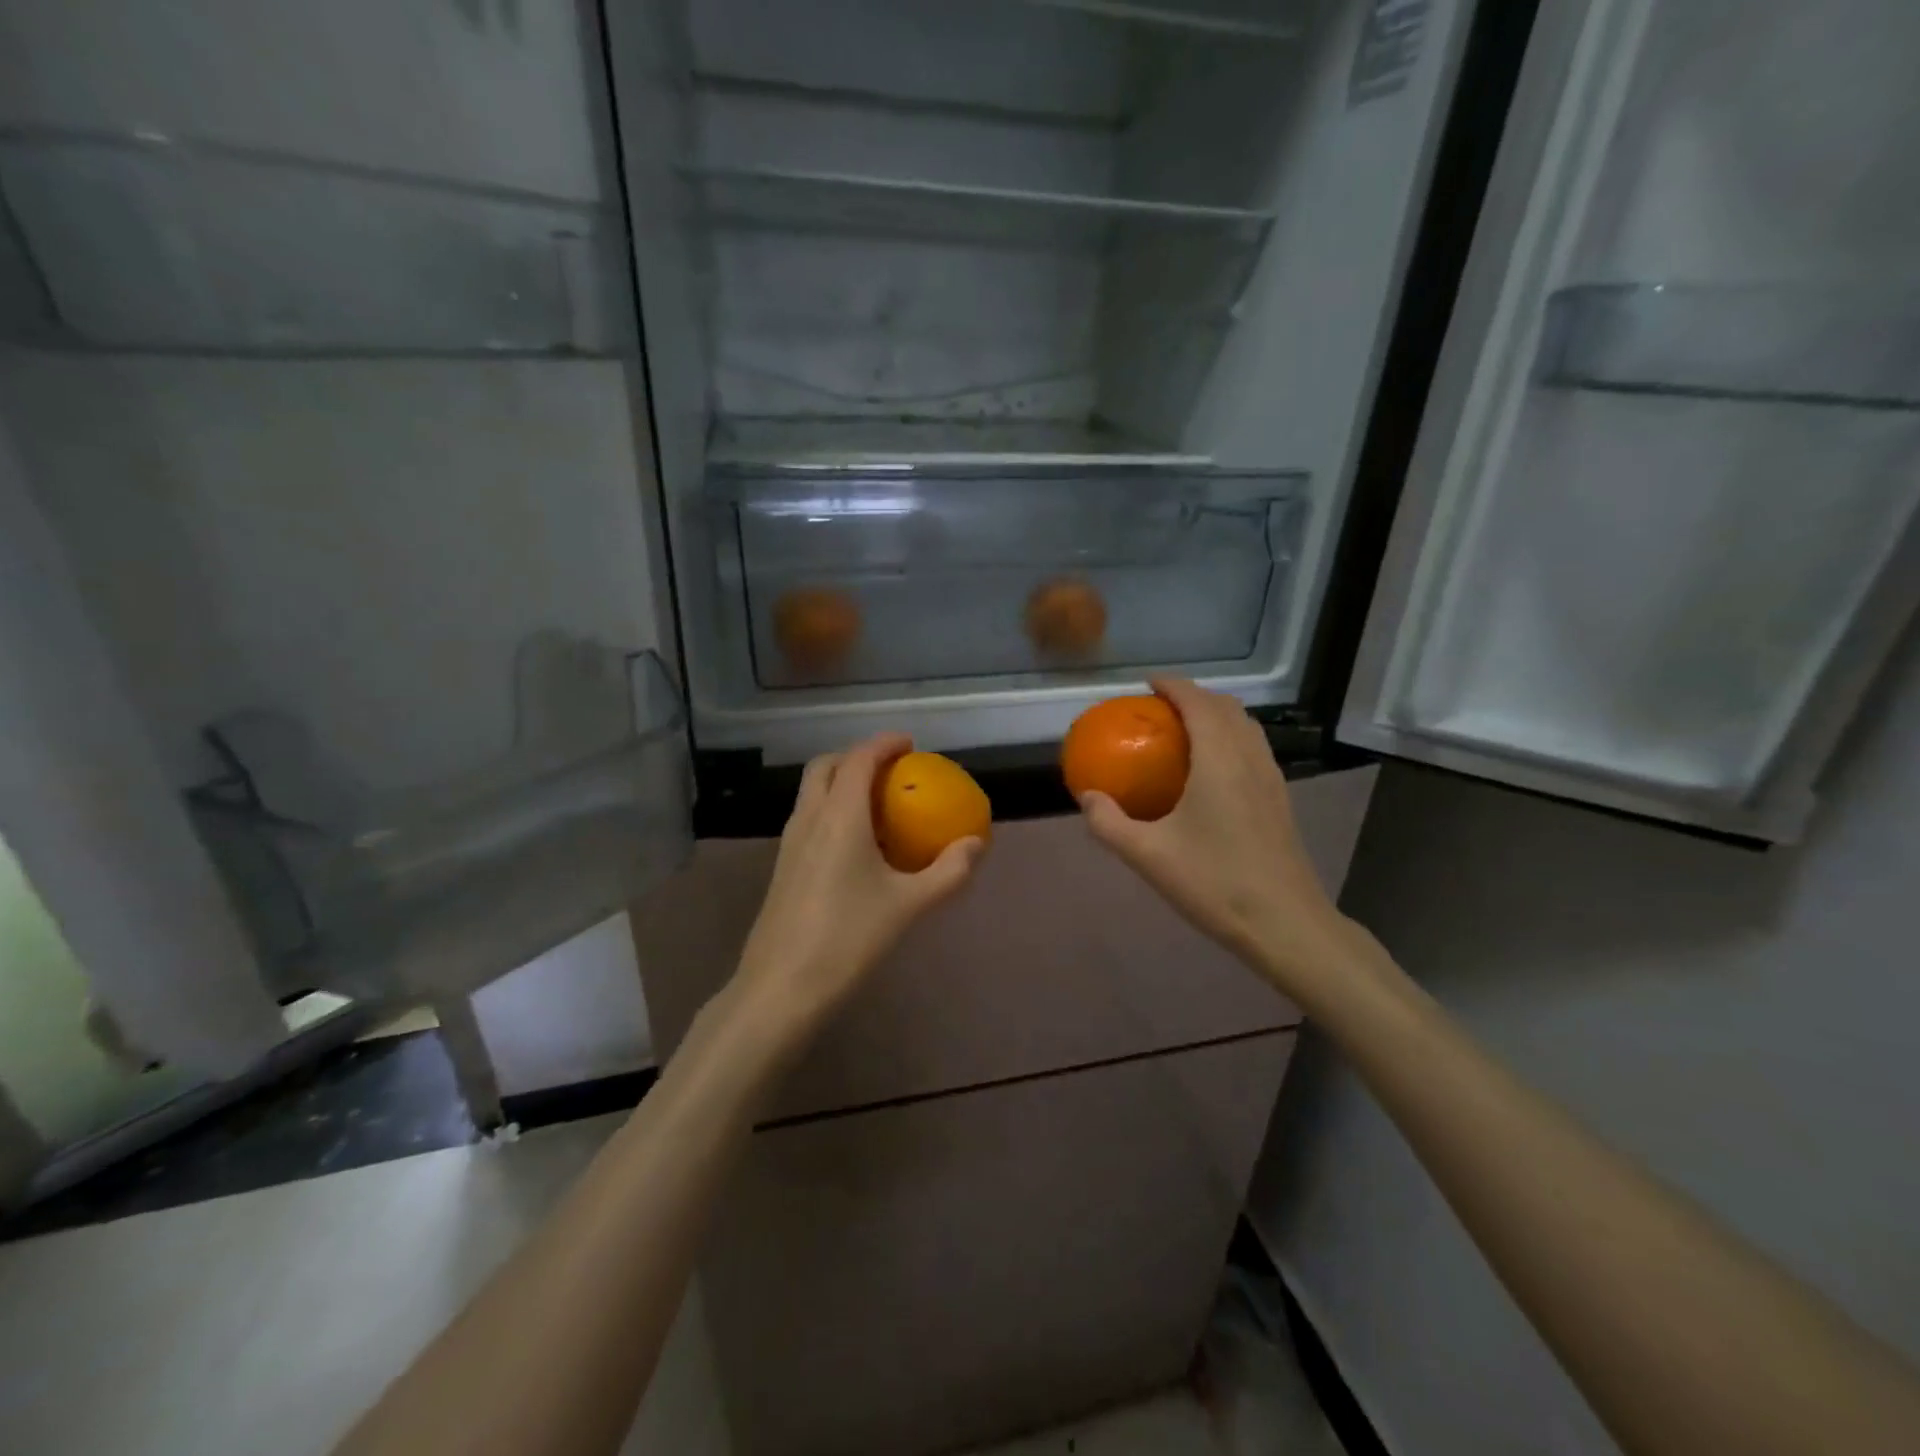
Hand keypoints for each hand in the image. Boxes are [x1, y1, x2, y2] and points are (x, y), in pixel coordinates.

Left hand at [729, 733, 983, 1045]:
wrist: (781, 987)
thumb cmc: (848, 939)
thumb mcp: (908, 906)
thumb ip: (948, 872)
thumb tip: (976, 844)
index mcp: (838, 817)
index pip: (858, 759)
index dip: (883, 743)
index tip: (909, 743)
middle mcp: (808, 819)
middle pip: (825, 766)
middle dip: (856, 756)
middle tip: (890, 769)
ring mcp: (789, 843)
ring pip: (811, 792)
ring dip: (840, 782)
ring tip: (876, 802)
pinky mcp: (782, 867)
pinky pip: (807, 818)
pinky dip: (831, 809)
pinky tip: (856, 844)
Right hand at [1078, 679, 1361, 1000]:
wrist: (1285, 923)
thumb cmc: (1214, 883)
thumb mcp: (1148, 856)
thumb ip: (1109, 823)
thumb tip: (1087, 797)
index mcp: (1219, 760)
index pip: (1198, 702)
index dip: (1173, 685)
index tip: (1147, 684)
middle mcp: (1250, 758)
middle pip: (1226, 707)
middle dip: (1194, 696)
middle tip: (1161, 708)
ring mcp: (1271, 778)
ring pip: (1246, 727)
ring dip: (1216, 716)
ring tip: (1185, 731)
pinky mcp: (1280, 800)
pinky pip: (1254, 749)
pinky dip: (1230, 739)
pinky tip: (1212, 771)